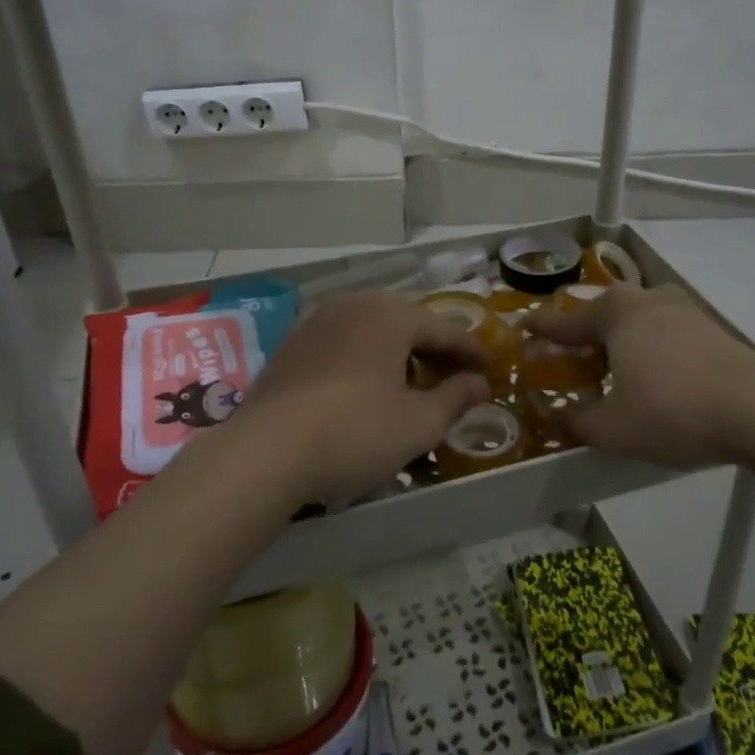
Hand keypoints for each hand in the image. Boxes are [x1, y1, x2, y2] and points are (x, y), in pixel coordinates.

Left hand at [227, 291, 490, 504]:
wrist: (266, 451)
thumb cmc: (355, 431)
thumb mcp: (418, 423)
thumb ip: (456, 398)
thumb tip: (479, 384)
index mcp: (390, 313)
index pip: (444, 329)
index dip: (470, 352)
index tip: (489, 371)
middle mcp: (354, 303)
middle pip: (408, 322)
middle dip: (434, 350)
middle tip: (454, 379)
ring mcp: (317, 320)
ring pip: (373, 330)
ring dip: (399, 353)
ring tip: (413, 384)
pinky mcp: (292, 343)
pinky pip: (344, 342)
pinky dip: (366, 358)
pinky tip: (367, 387)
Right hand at [523, 284, 754, 469]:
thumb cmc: (672, 411)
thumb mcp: (612, 429)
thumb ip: (575, 421)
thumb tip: (554, 416)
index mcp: (615, 312)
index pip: (564, 321)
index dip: (540, 330)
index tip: (522, 330)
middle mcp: (646, 299)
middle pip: (602, 316)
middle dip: (583, 339)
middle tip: (570, 364)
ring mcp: (683, 310)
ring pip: (636, 322)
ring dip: (618, 344)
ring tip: (612, 375)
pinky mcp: (710, 328)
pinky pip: (663, 333)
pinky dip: (648, 350)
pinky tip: (652, 379)